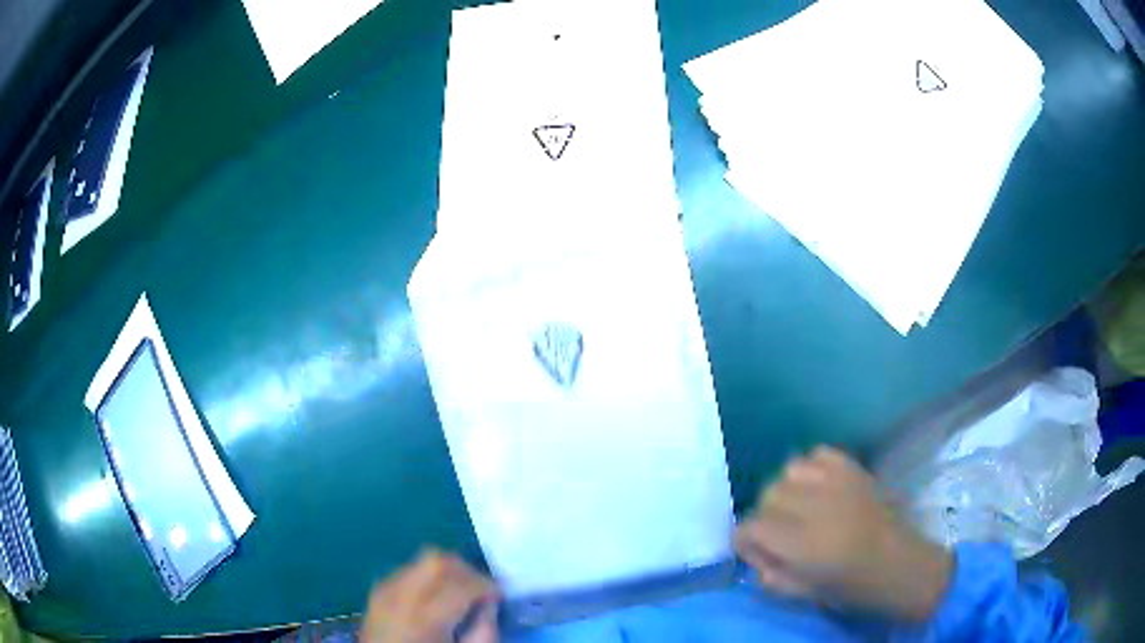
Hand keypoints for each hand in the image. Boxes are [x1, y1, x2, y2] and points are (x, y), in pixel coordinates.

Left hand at [361, 549, 499, 642]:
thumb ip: (484, 630)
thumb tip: (489, 603)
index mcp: (424, 617)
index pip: (461, 584)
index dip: (487, 585)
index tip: (500, 596)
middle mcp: (400, 595)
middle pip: (436, 560)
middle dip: (465, 569)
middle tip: (481, 589)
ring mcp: (383, 590)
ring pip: (420, 560)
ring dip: (446, 571)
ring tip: (459, 592)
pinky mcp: (377, 591)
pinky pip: (406, 571)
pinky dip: (427, 577)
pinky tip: (435, 597)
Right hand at [734, 446, 950, 621]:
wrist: (897, 562)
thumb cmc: (850, 586)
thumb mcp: (800, 594)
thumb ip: (767, 574)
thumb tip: (753, 551)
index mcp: (802, 544)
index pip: (750, 526)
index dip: (746, 540)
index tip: (755, 549)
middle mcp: (816, 506)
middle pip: (767, 495)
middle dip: (765, 516)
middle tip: (780, 533)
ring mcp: (837, 482)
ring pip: (787, 472)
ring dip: (786, 491)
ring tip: (799, 508)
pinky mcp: (853, 467)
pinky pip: (817, 454)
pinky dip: (809, 468)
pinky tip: (817, 486)